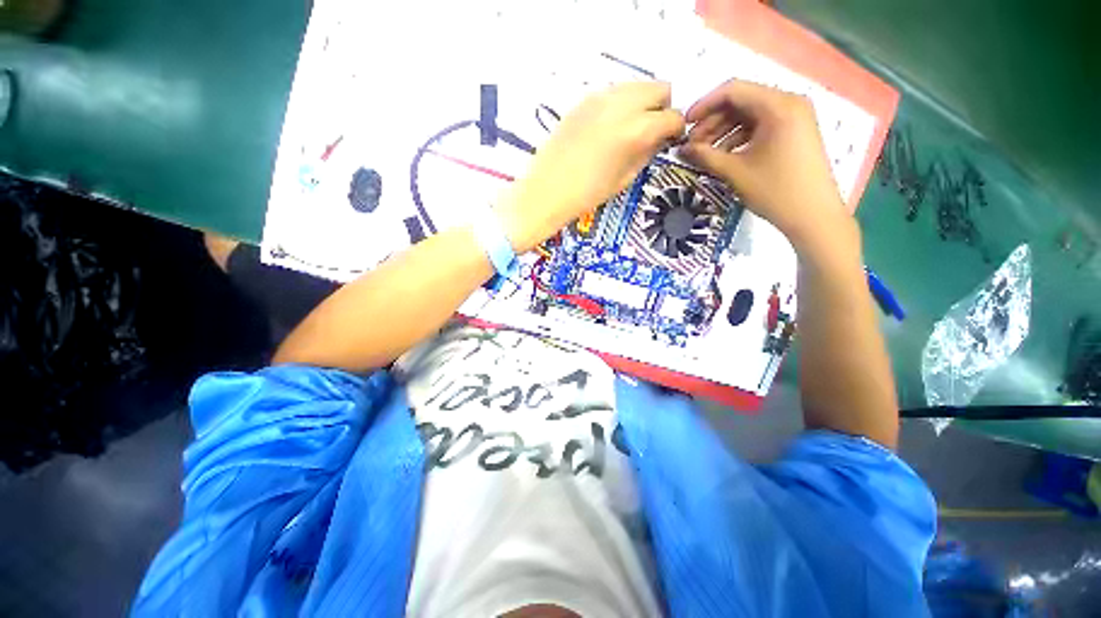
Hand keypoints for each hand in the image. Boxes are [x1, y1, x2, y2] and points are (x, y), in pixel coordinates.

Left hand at [497, 82, 684, 252]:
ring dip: (642, 103)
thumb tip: (660, 138)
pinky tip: (609, 127)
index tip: (671, 140)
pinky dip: (620, 104)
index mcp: (637, 129)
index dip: (676, 130)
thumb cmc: (588, 194)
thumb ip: (647, 152)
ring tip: (631, 129)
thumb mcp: (625, 178)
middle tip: (652, 131)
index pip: (673, 116)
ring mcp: (601, 97)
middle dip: (662, 108)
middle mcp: (622, 104)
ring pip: (636, 86)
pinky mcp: (584, 99)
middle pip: (659, 88)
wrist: (547, 190)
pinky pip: (613, 93)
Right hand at [679, 80, 856, 255]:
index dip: (704, 105)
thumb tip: (682, 149)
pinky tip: (725, 155)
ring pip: (750, 114)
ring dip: (724, 131)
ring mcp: (795, 117)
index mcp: (778, 105)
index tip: (684, 125)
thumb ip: (705, 156)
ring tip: (705, 153)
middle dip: (713, 121)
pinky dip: (740, 137)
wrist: (813, 216)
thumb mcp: (735, 172)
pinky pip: (762, 125)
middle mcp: (789, 102)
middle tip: (692, 145)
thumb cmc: (775, 191)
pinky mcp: (795, 131)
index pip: (733, 91)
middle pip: (742, 101)